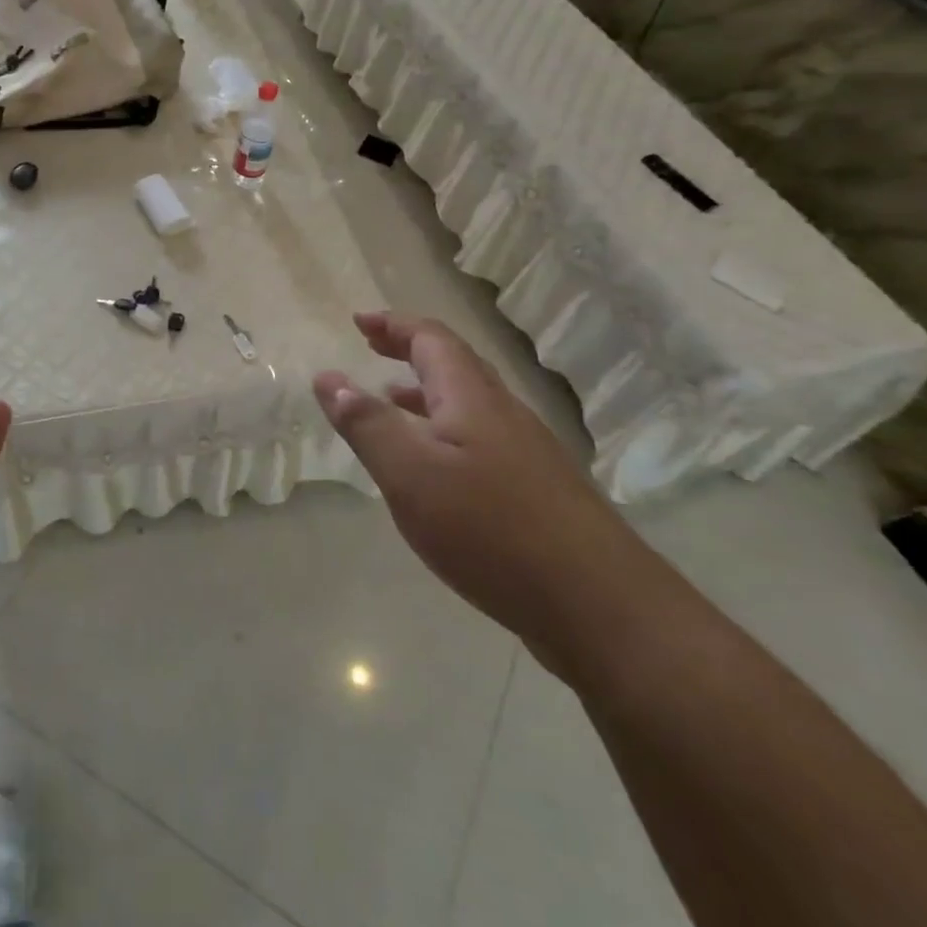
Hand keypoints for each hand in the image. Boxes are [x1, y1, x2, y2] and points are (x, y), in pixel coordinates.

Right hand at [313, 312, 635, 652]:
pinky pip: (480, 438)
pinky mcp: (537, 489)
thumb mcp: (410, 474)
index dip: (393, 325)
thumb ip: (367, 424)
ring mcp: (527, 452)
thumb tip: (329, 378)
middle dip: (410, 349)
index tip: (359, 321)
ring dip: (426, 391)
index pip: (431, 339)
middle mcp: (503, 413)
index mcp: (471, 397)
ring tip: (390, 400)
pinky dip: (444, 430)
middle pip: (455, 364)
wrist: (598, 604)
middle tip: (372, 346)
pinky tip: (435, 468)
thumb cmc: (490, 528)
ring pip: (469, 403)